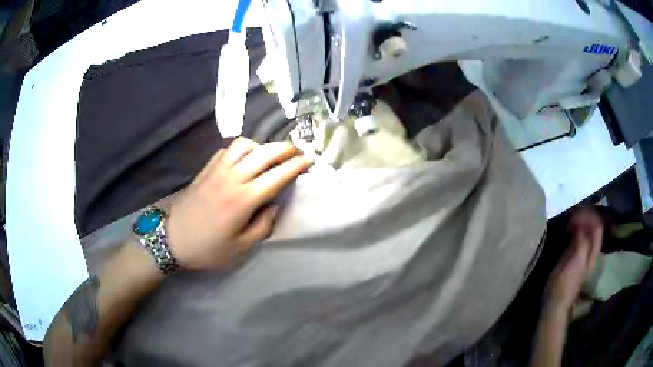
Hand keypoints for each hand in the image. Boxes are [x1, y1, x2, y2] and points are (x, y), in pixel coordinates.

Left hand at [165, 138, 311, 269]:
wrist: (172, 240)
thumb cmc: (207, 249)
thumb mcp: (240, 248)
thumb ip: (262, 226)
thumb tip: (273, 207)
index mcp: (243, 200)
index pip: (276, 176)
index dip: (296, 166)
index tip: (309, 160)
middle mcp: (232, 178)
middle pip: (263, 153)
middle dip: (284, 149)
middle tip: (296, 151)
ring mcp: (216, 171)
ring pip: (244, 145)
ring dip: (261, 146)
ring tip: (268, 156)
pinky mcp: (205, 170)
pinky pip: (227, 150)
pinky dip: (240, 150)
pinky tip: (242, 160)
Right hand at [543, 207, 602, 314]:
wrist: (556, 306)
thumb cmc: (559, 287)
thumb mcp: (568, 266)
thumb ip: (579, 246)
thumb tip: (581, 225)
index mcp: (589, 255)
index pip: (596, 228)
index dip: (588, 216)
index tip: (575, 211)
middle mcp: (592, 254)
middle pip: (597, 228)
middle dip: (589, 215)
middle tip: (576, 210)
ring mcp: (588, 258)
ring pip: (593, 233)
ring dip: (586, 221)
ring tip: (575, 215)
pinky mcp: (583, 260)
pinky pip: (588, 239)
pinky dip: (583, 230)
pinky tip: (575, 228)